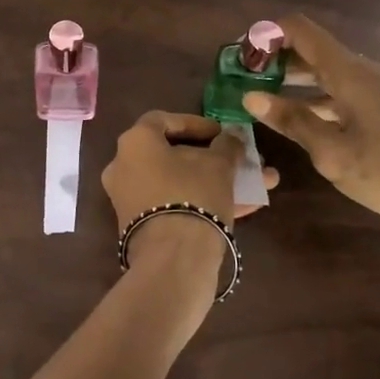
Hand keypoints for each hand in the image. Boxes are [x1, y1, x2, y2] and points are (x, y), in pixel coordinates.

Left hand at [101, 111, 278, 280]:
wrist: (173, 258)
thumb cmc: (193, 194)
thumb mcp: (219, 164)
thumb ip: (227, 145)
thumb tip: (231, 138)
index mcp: (135, 142)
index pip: (162, 120)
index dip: (194, 123)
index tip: (221, 132)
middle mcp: (124, 167)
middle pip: (172, 155)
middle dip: (212, 157)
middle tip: (238, 158)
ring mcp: (130, 199)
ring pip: (179, 182)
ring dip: (216, 181)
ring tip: (255, 183)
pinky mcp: (141, 227)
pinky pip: (175, 204)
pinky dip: (205, 201)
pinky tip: (246, 207)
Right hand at [242, 14, 379, 278]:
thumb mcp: (333, 153)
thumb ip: (292, 121)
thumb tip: (251, 95)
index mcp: (351, 73)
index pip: (302, 30)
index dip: (268, 33)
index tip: (241, 55)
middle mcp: (369, 71)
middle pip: (315, 50)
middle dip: (278, 60)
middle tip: (246, 80)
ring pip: (333, 73)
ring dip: (299, 81)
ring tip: (269, 101)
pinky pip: (350, 91)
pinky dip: (322, 97)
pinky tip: (310, 122)